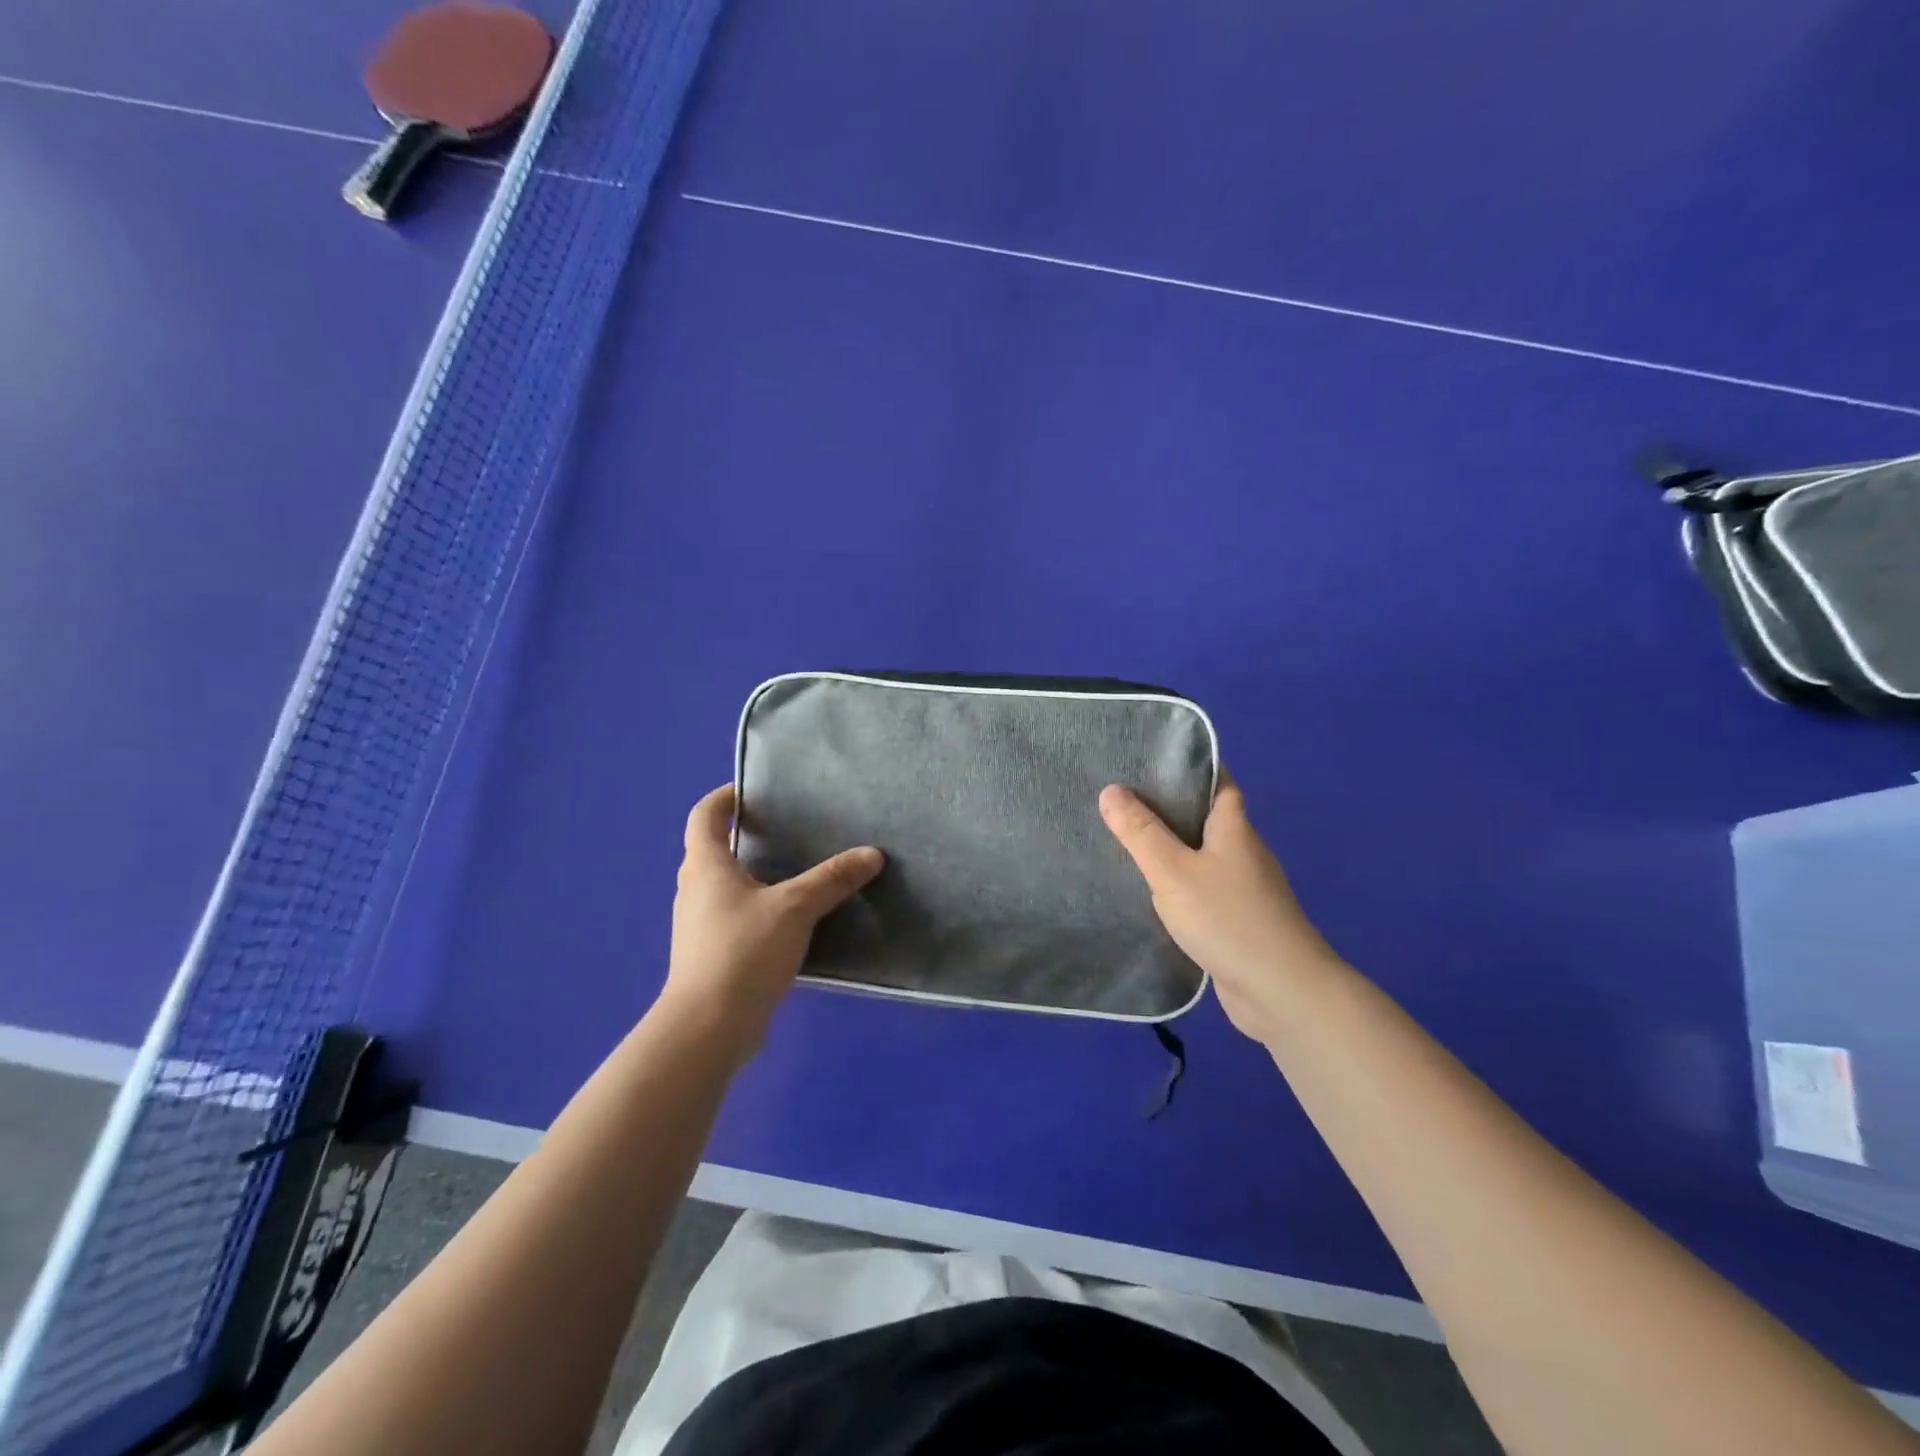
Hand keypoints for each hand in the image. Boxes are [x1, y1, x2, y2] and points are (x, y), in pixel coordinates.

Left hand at [660, 784, 883, 1062]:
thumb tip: (872, 854)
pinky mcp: (709, 955)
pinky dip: (755, 908)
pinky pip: (732, 917)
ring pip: (722, 887)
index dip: (723, 797)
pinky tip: (787, 921)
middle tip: (781, 830)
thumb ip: (832, 879)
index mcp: (706, 866)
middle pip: (710, 850)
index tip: (751, 791)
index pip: (703, 816)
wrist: (708, 1027)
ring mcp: (698, 926)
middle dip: (741, 837)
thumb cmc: (743, 951)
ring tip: (791, 873)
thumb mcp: (795, 908)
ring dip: (749, 875)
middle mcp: (694, 890)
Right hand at [1100, 780, 1340, 1046]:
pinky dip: (1178, 883)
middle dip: (1169, 807)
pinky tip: (1150, 891)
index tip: (1149, 760)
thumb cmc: (1227, 919)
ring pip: (1202, 855)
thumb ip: (1140, 832)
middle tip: (1121, 799)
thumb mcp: (1172, 871)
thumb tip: (1110, 790)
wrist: (1281, 992)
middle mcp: (1243, 851)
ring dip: (1171, 848)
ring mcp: (1244, 888)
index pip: (1217, 781)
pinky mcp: (1238, 920)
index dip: (1189, 767)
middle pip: (1206, 817)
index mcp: (1234, 827)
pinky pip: (1202, 888)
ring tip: (1125, 840)